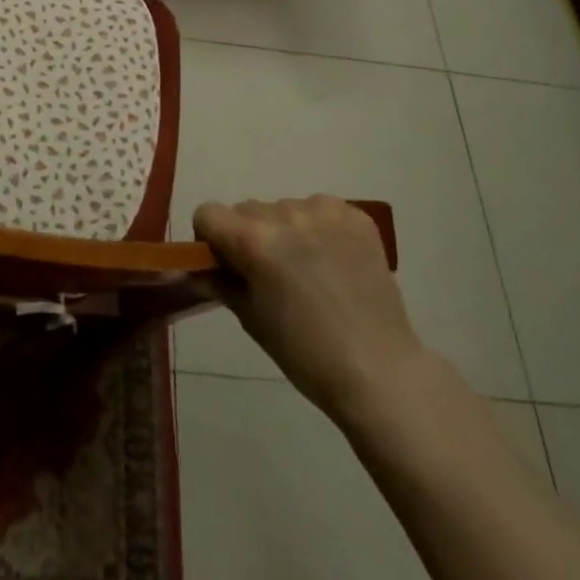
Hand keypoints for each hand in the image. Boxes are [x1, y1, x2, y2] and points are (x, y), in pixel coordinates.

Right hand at [194, 195, 428, 428]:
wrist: (378, 370)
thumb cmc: (305, 353)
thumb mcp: (250, 319)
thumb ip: (221, 283)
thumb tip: (201, 268)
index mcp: (253, 240)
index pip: (209, 213)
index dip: (210, 238)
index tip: (225, 263)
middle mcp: (285, 215)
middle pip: (247, 210)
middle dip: (248, 235)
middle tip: (268, 273)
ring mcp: (324, 212)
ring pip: (284, 208)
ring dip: (284, 230)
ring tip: (307, 269)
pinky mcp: (356, 216)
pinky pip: (319, 210)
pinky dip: (318, 228)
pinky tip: (332, 261)